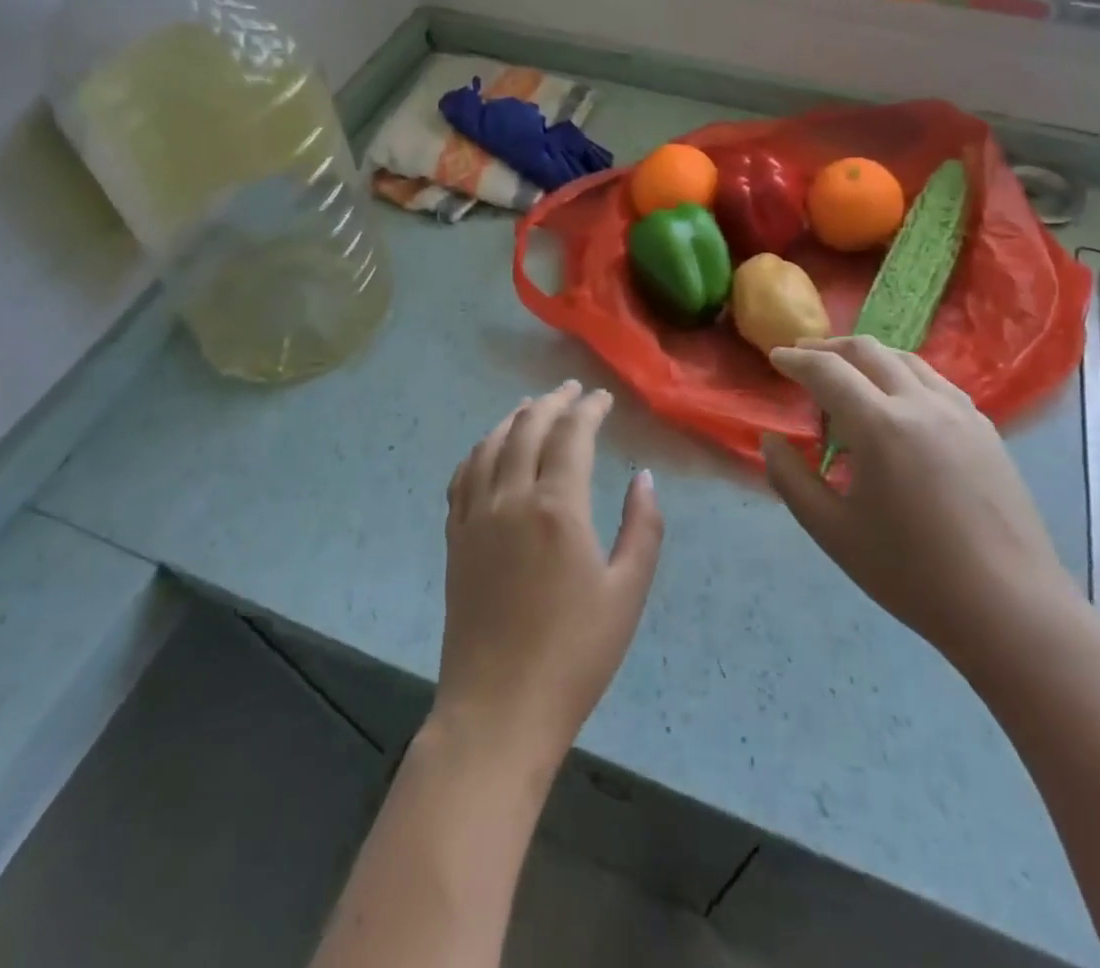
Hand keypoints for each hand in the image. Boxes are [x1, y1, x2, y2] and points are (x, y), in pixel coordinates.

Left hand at [433, 382, 664, 774]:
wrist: (498, 709)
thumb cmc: (574, 655)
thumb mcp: (627, 593)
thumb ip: (642, 528)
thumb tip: (643, 478)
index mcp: (557, 507)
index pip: (571, 435)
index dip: (588, 409)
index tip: (602, 398)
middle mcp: (511, 498)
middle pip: (527, 428)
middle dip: (552, 402)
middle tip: (571, 390)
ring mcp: (476, 517)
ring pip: (490, 445)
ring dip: (513, 418)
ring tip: (531, 407)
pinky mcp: (456, 538)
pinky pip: (463, 476)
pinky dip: (479, 450)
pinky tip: (488, 449)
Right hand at [762, 338, 1077, 671]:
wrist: (1009, 607)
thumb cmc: (911, 573)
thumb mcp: (832, 531)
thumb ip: (790, 479)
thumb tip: (771, 441)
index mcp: (880, 426)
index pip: (827, 371)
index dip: (795, 359)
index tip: (775, 357)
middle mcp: (921, 403)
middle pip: (868, 350)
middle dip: (829, 347)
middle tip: (803, 357)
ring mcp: (960, 411)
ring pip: (906, 359)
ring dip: (868, 357)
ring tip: (847, 376)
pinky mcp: (985, 428)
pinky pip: (935, 381)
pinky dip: (902, 375)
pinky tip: (897, 403)